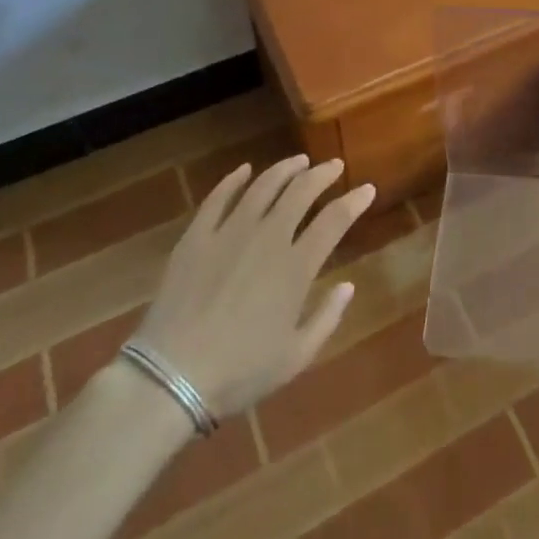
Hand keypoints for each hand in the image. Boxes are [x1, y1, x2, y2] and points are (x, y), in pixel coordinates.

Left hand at [133, 155, 374, 418]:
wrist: (171, 376)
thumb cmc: (239, 372)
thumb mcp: (295, 357)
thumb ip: (327, 317)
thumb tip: (348, 286)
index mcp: (296, 267)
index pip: (334, 220)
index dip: (354, 201)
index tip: (367, 188)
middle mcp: (267, 238)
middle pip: (300, 191)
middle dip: (322, 174)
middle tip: (333, 165)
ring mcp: (229, 232)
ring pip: (263, 186)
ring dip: (284, 169)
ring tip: (298, 161)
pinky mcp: (197, 236)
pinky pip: (218, 197)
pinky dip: (234, 179)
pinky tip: (244, 170)